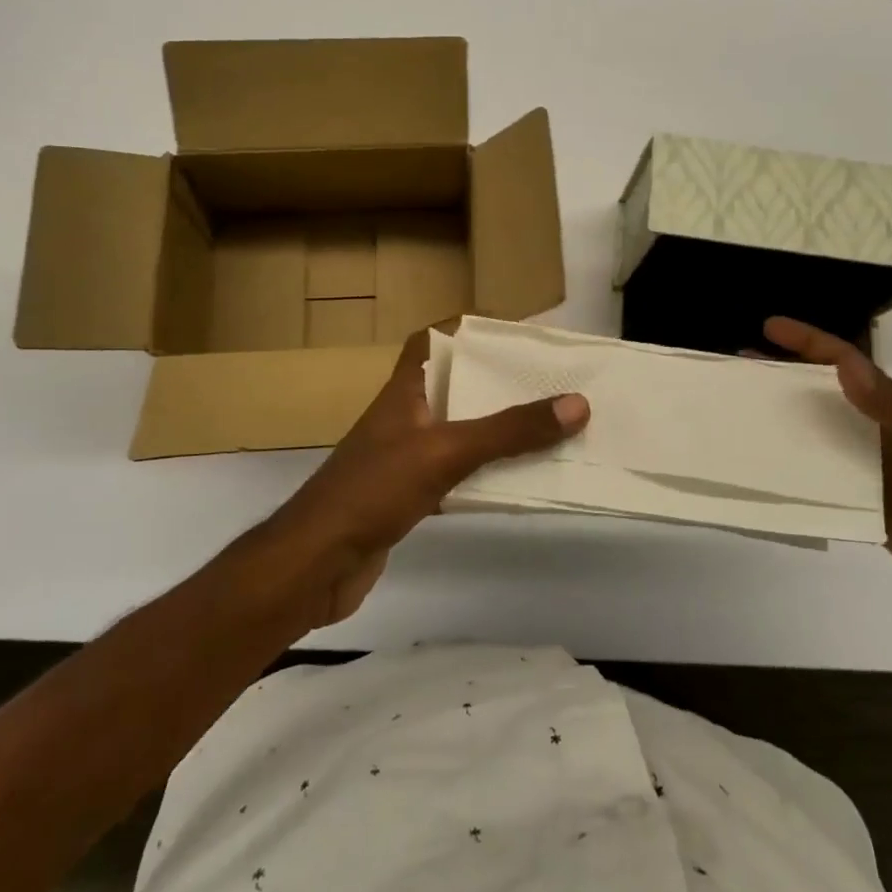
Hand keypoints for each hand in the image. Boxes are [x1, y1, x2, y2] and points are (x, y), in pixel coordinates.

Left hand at [271, 328, 589, 625]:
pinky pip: (456, 472)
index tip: (511, 331)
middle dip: (496, 381)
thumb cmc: (373, 491)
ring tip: (546, 424)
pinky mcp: (408, 496)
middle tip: (547, 380)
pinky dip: (485, 471)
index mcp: (404, 391)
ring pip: (458, 431)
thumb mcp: (446, 451)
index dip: (465, 327)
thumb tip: (576, 403)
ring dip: (496, 428)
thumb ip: (509, 430)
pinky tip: (517, 478)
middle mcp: (404, 417)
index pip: (430, 340)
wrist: (315, 564)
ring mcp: (404, 458)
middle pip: (454, 386)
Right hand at [764, 316, 891, 621]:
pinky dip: (796, 485)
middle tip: (735, 375)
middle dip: (783, 385)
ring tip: (737, 424)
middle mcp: (880, 437)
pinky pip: (825, 494)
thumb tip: (842, 364)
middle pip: (824, 403)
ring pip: (818, 447)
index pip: (848, 367)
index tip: (769, 329)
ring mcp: (874, 477)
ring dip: (783, 434)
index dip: (810, 344)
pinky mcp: (870, 515)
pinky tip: (764, 481)